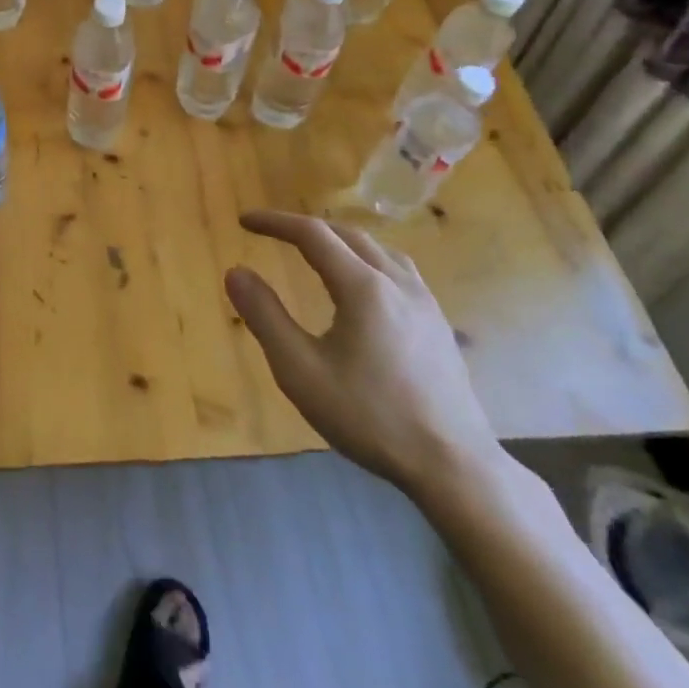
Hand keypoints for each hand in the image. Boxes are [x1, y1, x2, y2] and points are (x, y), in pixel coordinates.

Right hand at [225, 211, 501, 500]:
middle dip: (306, 227)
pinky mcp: (438, 324)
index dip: (275, 222)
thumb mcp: (300, 371)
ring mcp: (425, 302)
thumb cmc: (370, 417)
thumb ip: (265, 316)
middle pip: (347, 234)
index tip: (244, 221)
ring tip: (316, 250)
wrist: (453, 466)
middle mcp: (397, 283)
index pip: (313, 235)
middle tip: (273, 233)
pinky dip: (367, 259)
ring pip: (379, 249)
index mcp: (363, 288)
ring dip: (340, 239)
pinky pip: (399, 270)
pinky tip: (363, 286)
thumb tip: (235, 272)